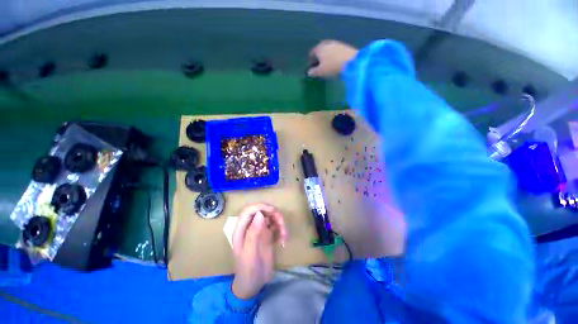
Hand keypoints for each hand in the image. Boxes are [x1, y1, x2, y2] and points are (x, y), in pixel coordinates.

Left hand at [232, 203, 287, 298]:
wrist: (253, 285)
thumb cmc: (248, 271)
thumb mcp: (250, 254)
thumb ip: (253, 234)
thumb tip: (260, 214)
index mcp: (241, 230)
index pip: (248, 210)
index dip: (260, 206)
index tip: (272, 210)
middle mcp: (250, 226)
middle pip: (261, 210)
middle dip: (273, 213)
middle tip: (282, 223)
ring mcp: (259, 229)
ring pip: (270, 216)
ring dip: (279, 222)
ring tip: (285, 235)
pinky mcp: (267, 234)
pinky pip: (275, 225)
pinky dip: (281, 229)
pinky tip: (284, 240)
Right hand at [308, 40, 358, 77]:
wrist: (353, 62)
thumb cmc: (332, 67)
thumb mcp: (320, 72)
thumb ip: (313, 72)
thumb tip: (309, 72)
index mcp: (319, 48)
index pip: (311, 54)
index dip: (311, 62)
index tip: (312, 70)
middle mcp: (326, 43)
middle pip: (320, 51)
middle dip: (319, 59)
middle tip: (319, 68)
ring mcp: (336, 43)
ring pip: (328, 51)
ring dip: (326, 58)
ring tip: (328, 67)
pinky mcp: (344, 46)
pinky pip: (335, 52)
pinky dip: (333, 57)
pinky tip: (335, 64)